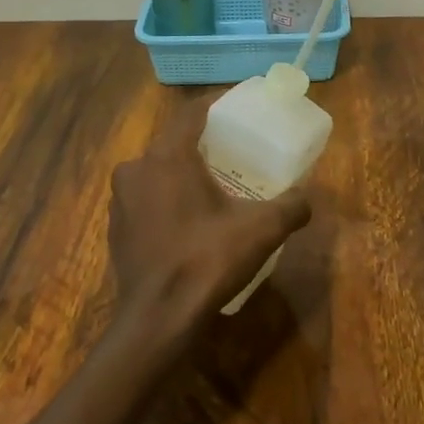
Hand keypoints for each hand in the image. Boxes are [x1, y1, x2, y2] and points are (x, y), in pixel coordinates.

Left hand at [107, 103, 311, 341]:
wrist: (158, 319)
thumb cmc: (207, 260)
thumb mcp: (260, 230)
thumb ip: (290, 207)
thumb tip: (308, 198)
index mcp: (168, 156)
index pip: (191, 113)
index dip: (214, 104)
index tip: (236, 107)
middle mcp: (137, 168)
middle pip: (172, 142)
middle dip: (201, 143)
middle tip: (231, 151)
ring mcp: (121, 201)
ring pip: (156, 171)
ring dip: (180, 173)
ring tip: (211, 186)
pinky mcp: (115, 229)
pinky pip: (145, 200)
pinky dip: (165, 200)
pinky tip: (187, 221)